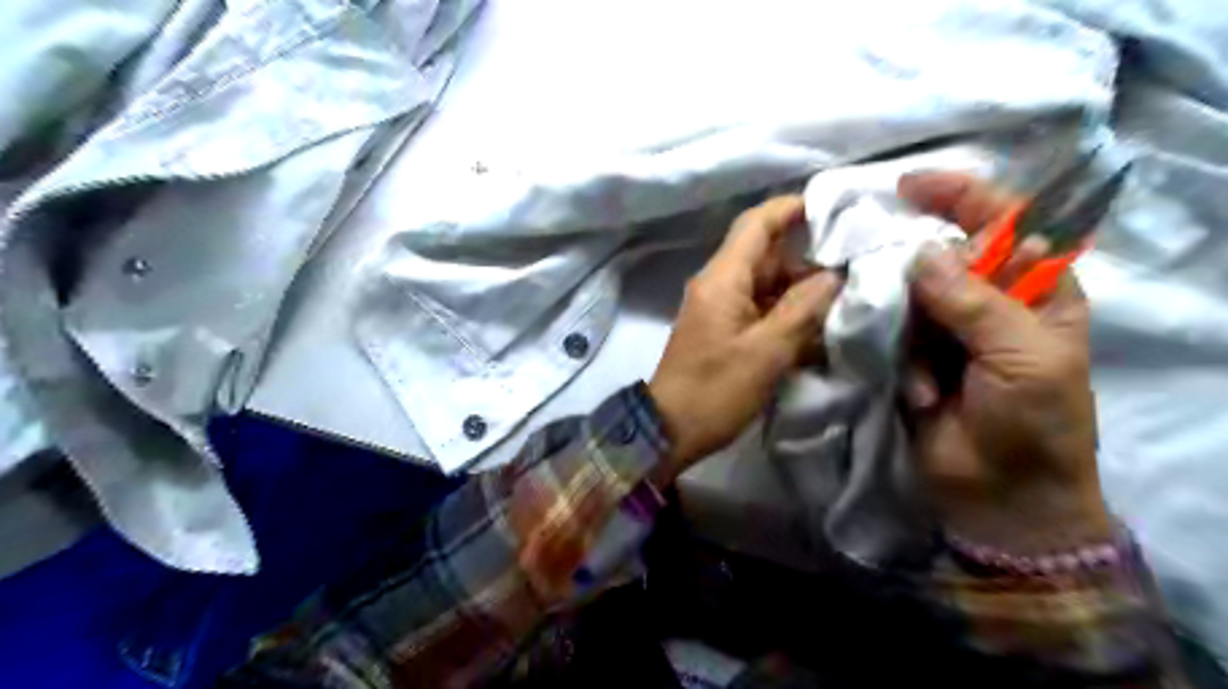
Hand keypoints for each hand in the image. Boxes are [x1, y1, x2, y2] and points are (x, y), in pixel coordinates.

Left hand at [652, 195, 844, 484]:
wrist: (671, 430)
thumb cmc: (716, 390)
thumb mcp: (766, 351)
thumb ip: (803, 309)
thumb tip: (834, 276)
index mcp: (722, 279)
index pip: (756, 224)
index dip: (790, 208)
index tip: (833, 207)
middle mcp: (718, 285)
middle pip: (766, 255)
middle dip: (808, 258)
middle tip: (855, 264)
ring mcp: (719, 308)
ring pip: (766, 284)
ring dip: (801, 290)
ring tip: (845, 298)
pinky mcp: (723, 330)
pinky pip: (759, 309)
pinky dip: (786, 314)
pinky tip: (817, 329)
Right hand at [901, 172, 1109, 553]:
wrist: (999, 496)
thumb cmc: (1033, 423)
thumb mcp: (1023, 357)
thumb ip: (974, 303)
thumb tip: (920, 253)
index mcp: (1034, 290)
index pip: (1002, 222)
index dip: (960, 197)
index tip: (909, 186)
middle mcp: (984, 302)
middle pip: (942, 255)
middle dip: (912, 262)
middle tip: (889, 278)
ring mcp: (942, 330)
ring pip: (905, 294)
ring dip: (904, 323)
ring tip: (925, 372)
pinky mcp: (907, 357)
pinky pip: (887, 332)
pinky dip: (894, 355)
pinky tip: (917, 391)